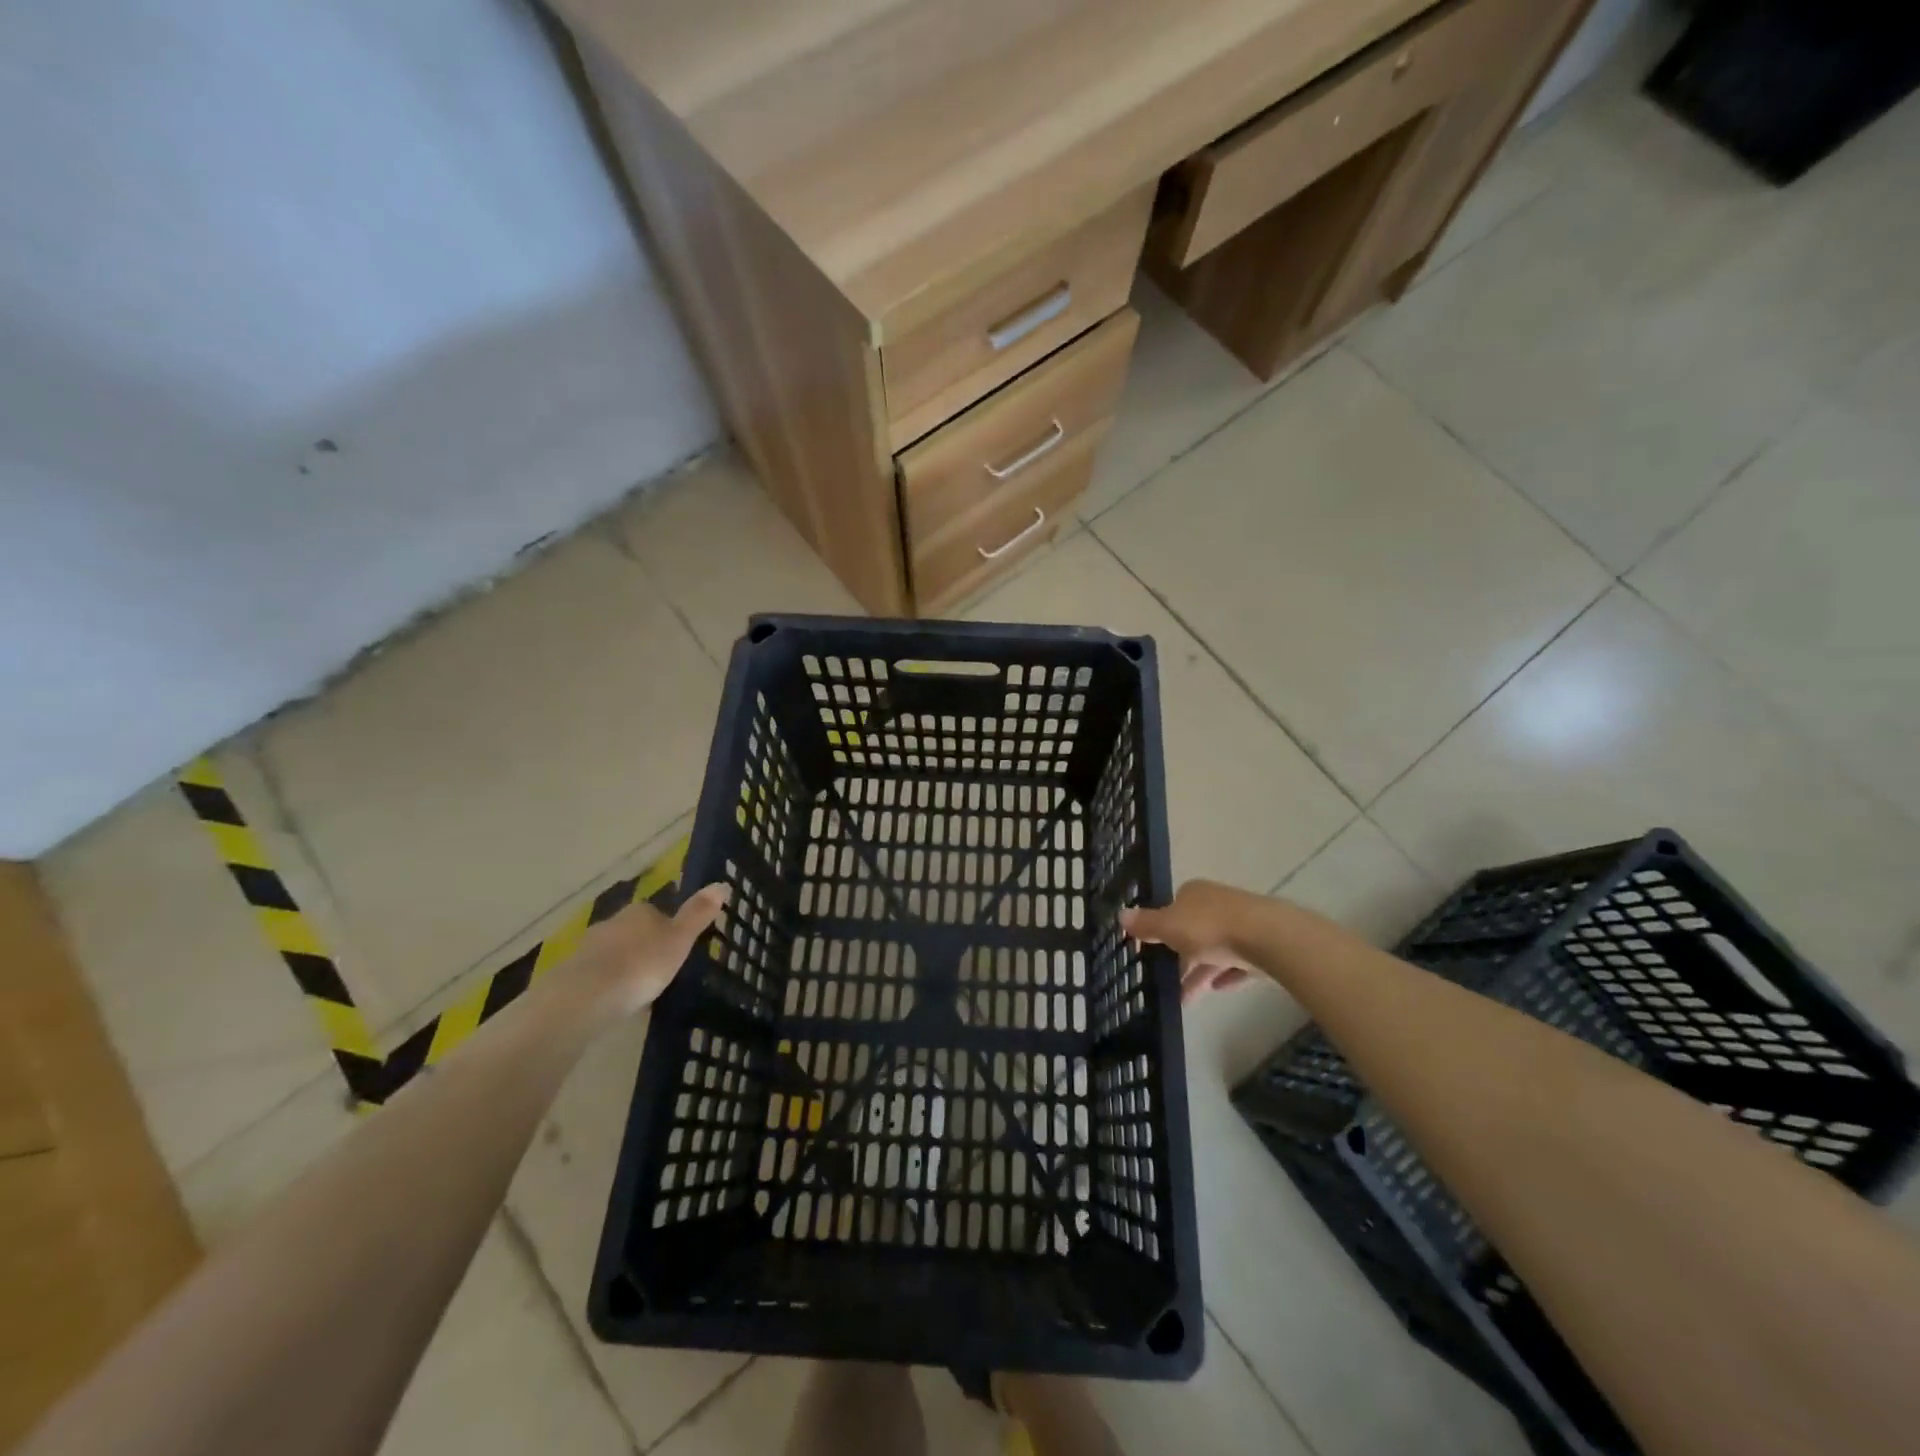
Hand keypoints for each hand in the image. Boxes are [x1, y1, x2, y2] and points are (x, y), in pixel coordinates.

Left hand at [572, 883, 727, 1014]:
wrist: (585, 997)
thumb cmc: (641, 964)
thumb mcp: (680, 940)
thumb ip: (698, 914)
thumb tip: (722, 883)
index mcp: (640, 911)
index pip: (658, 913)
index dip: (669, 931)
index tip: (677, 952)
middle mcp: (612, 922)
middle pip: (635, 932)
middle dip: (645, 949)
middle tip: (661, 973)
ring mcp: (589, 947)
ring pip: (615, 953)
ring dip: (625, 967)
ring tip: (639, 992)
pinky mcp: (572, 973)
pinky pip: (598, 975)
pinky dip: (608, 985)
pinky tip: (615, 1003)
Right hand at [1121, 880, 1263, 1003]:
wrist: (1267, 938)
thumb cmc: (1210, 928)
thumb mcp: (1169, 927)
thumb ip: (1147, 924)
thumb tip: (1121, 915)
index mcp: (1194, 894)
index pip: (1174, 906)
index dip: (1163, 926)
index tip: (1154, 949)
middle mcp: (1218, 904)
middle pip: (1194, 930)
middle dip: (1182, 955)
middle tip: (1167, 980)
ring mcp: (1242, 924)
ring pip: (1216, 949)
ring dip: (1201, 971)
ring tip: (1186, 998)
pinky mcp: (1262, 946)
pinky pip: (1238, 963)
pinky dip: (1227, 975)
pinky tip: (1218, 989)